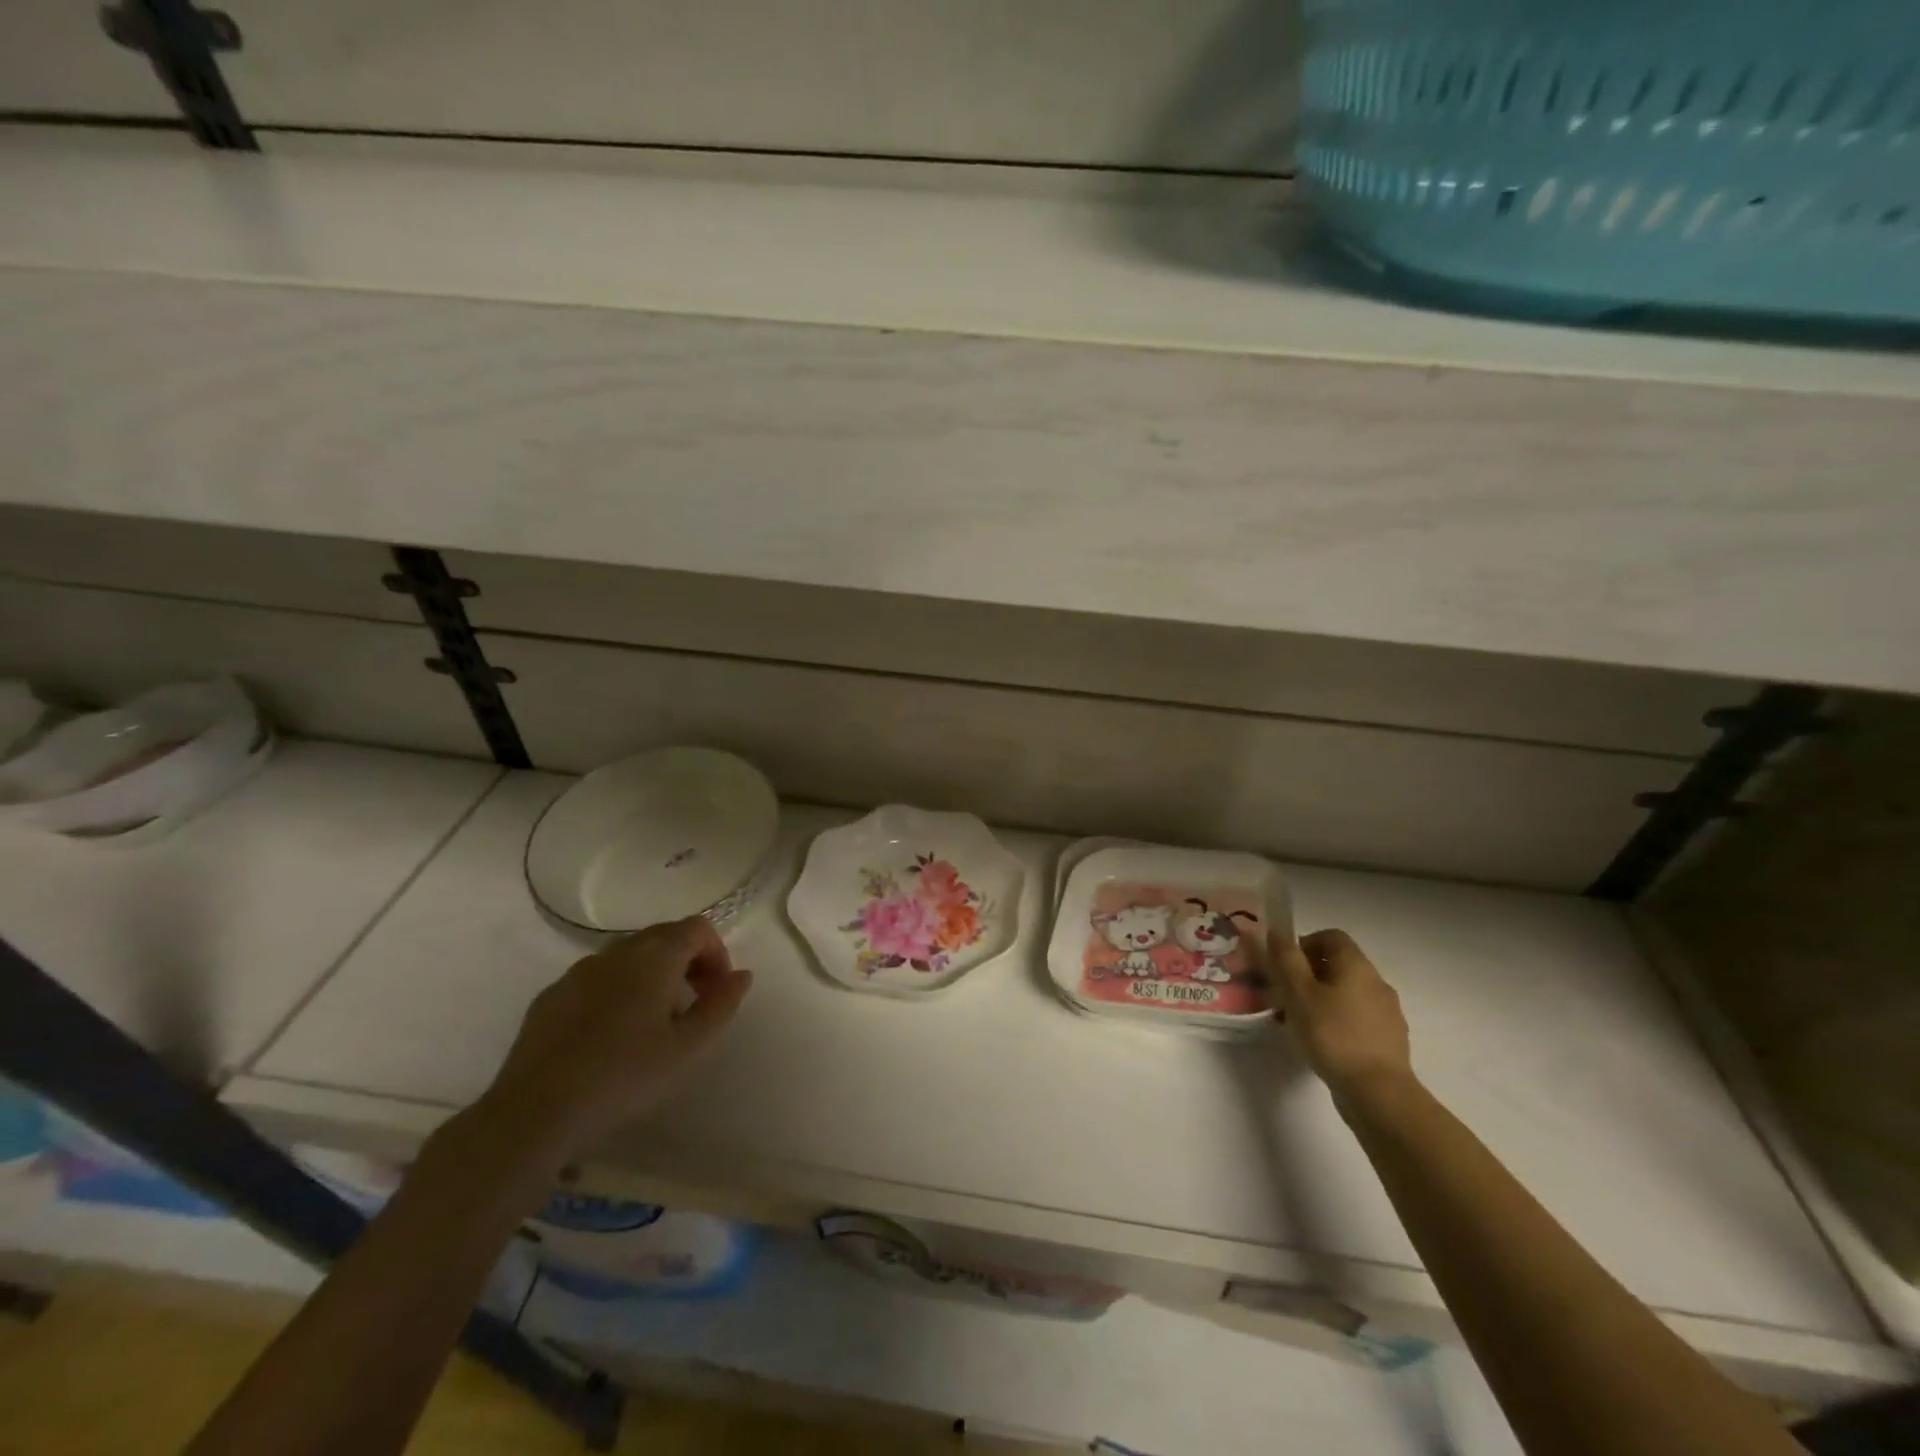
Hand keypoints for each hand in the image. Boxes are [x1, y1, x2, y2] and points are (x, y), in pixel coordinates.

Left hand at [472, 916, 752, 1168]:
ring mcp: (578, 971)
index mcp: (655, 956)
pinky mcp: (550, 996)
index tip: (718, 992)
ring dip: (652, 977)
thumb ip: (722, 1005)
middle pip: (663, 938)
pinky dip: (616, 992)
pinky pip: (596, 980)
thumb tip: (742, 975)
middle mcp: (616, 951)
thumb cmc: (625, 1076)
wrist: (535, 1112)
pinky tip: (610, 1037)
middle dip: (687, 964)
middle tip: (693, 1008)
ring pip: (628, 958)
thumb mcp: (689, 1047)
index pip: (697, 929)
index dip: (717, 953)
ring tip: (653, 1025)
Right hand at [1268, 929, 1412, 1106]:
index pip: (1331, 936)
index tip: (1284, 967)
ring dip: (1322, 999)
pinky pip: (1358, 1017)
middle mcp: (1377, 982)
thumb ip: (1285, 959)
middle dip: (1308, 975)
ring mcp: (1388, 1012)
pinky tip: (1323, 1042)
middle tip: (1285, 996)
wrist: (1379, 1093)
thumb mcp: (1298, 993)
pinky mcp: (1389, 1039)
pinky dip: (1338, 1020)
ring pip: (1347, 993)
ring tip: (1300, 1022)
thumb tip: (1275, 931)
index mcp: (1356, 965)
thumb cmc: (1332, 1034)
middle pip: (1339, 965)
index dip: (1304, 944)